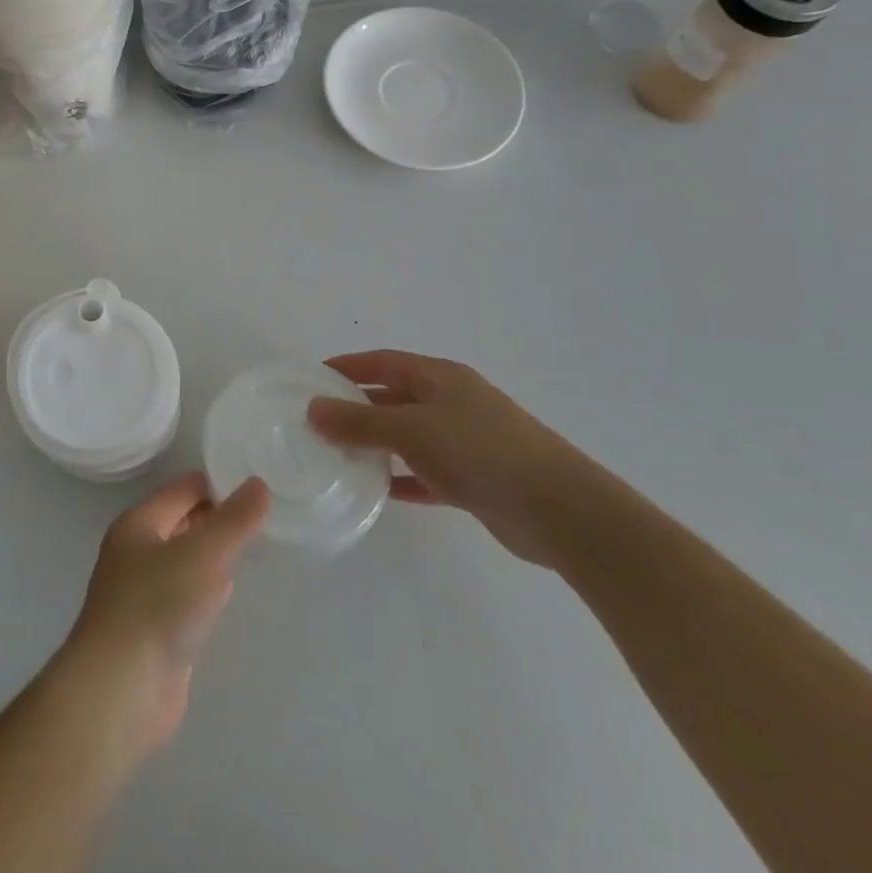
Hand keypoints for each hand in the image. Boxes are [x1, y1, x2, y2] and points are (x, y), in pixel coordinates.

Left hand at [57, 472, 270, 758]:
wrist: (120, 690)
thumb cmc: (158, 606)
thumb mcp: (203, 553)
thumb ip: (233, 520)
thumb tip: (258, 484)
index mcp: (139, 522)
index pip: (183, 489)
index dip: (219, 484)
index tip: (259, 488)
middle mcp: (137, 551)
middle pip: (182, 522)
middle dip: (218, 518)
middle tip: (264, 518)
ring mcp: (143, 592)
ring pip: (185, 560)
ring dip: (213, 554)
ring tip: (253, 548)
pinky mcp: (154, 630)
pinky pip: (185, 595)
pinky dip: (207, 589)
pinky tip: (227, 594)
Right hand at [308, 350, 586, 566]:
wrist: (559, 510)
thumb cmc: (480, 451)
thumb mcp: (411, 430)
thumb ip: (359, 422)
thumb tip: (313, 409)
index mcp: (440, 377)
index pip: (383, 362)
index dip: (347, 366)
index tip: (312, 378)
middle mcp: (451, 402)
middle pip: (394, 397)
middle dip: (357, 407)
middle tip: (317, 421)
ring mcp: (464, 441)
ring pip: (408, 436)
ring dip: (376, 443)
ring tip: (337, 454)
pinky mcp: (473, 480)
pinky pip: (425, 472)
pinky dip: (401, 477)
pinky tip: (376, 490)